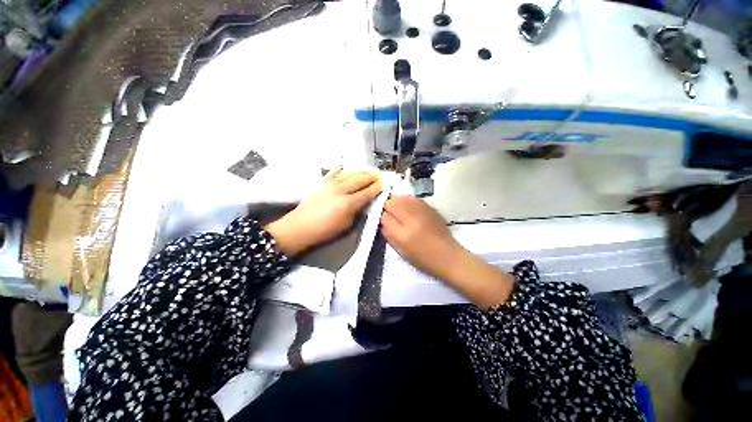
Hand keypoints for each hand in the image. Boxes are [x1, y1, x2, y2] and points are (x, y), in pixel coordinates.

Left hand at [265, 168, 382, 255]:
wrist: (301, 226)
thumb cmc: (325, 230)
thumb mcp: (346, 225)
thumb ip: (357, 212)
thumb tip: (365, 202)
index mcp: (348, 203)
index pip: (367, 192)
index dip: (377, 188)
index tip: (384, 183)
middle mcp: (341, 190)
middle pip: (360, 180)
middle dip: (371, 176)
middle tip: (379, 174)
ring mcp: (331, 184)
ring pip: (349, 174)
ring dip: (360, 171)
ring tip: (368, 170)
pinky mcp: (322, 182)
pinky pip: (333, 171)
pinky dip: (339, 167)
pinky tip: (344, 163)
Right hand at [380, 196, 513, 308]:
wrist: (448, 256)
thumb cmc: (422, 257)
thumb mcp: (400, 249)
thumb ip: (388, 231)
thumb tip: (383, 218)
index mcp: (404, 229)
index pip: (386, 211)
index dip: (383, 214)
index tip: (385, 220)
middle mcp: (414, 215)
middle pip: (394, 200)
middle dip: (390, 207)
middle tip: (392, 217)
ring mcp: (424, 209)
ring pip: (404, 198)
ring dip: (399, 203)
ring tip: (401, 214)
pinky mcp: (431, 208)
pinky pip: (414, 200)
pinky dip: (409, 203)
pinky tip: (412, 213)